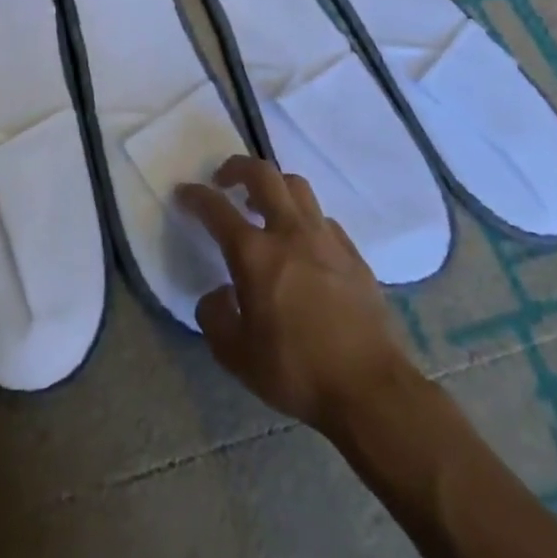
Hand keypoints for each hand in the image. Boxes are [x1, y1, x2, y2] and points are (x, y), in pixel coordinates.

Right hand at [176, 156, 424, 435]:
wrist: (372, 390)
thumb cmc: (298, 372)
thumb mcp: (238, 357)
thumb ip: (215, 318)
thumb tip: (217, 294)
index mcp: (255, 255)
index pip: (216, 209)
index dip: (195, 195)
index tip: (184, 192)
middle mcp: (290, 233)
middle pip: (263, 174)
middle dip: (238, 167)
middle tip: (224, 180)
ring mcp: (326, 239)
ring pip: (297, 187)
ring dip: (273, 186)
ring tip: (263, 205)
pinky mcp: (353, 254)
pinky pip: (323, 218)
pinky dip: (304, 218)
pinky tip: (302, 243)